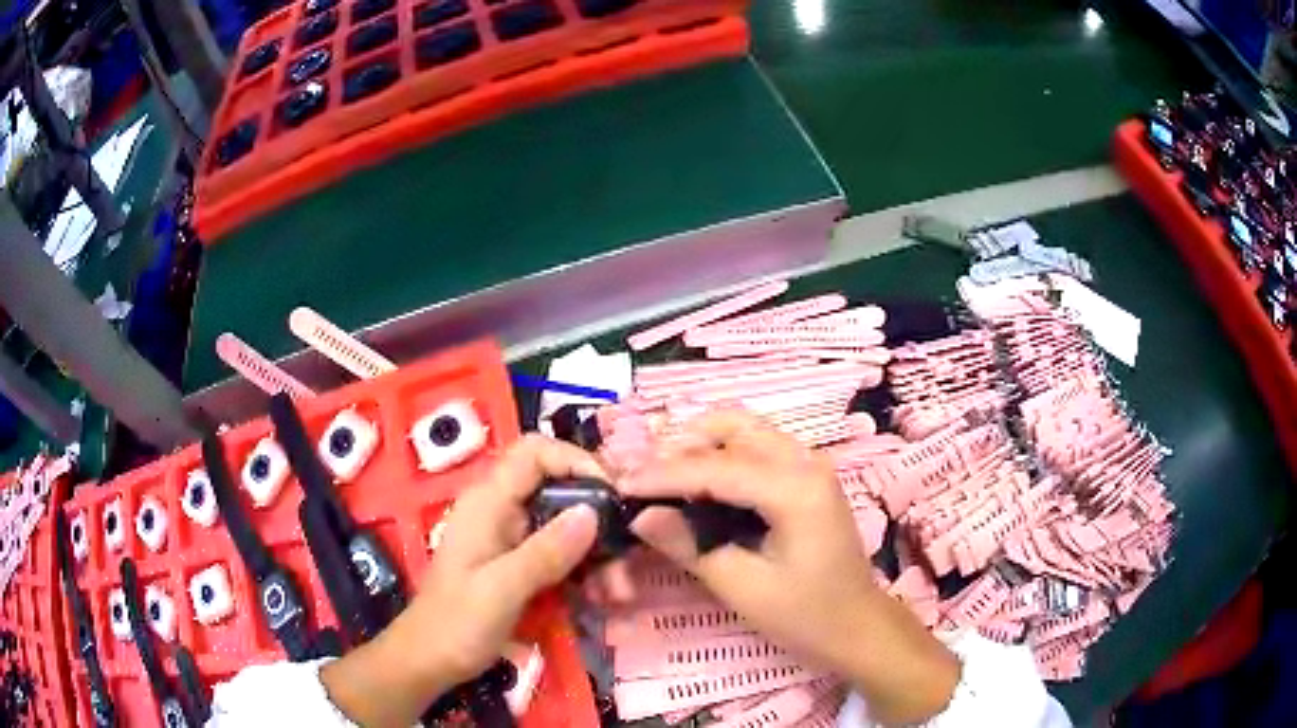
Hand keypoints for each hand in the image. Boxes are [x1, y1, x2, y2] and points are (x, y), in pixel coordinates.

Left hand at [321, 435, 603, 726]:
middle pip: (557, 487)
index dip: (575, 460)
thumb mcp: (502, 589)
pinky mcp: (518, 563)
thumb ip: (546, 551)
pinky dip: (583, 569)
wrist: (430, 660)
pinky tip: (600, 596)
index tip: (611, 494)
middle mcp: (501, 511)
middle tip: (625, 550)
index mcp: (488, 503)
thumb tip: (594, 511)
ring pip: (564, 523)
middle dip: (595, 515)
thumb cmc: (457, 623)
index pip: (535, 452)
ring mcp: (510, 538)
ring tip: (618, 589)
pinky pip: (559, 551)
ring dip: (595, 551)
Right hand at [620, 410, 960, 725]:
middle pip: (732, 425)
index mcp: (795, 488)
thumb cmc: (805, 615)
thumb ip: (690, 546)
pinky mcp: (807, 476)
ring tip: (663, 478)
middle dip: (681, 444)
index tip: (619, 484)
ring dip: (700, 444)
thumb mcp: (742, 587)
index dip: (662, 475)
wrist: (857, 625)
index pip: (715, 467)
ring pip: (744, 430)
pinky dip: (720, 455)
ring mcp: (810, 464)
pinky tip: (697, 484)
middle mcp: (806, 461)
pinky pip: (756, 448)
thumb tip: (641, 516)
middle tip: (643, 477)